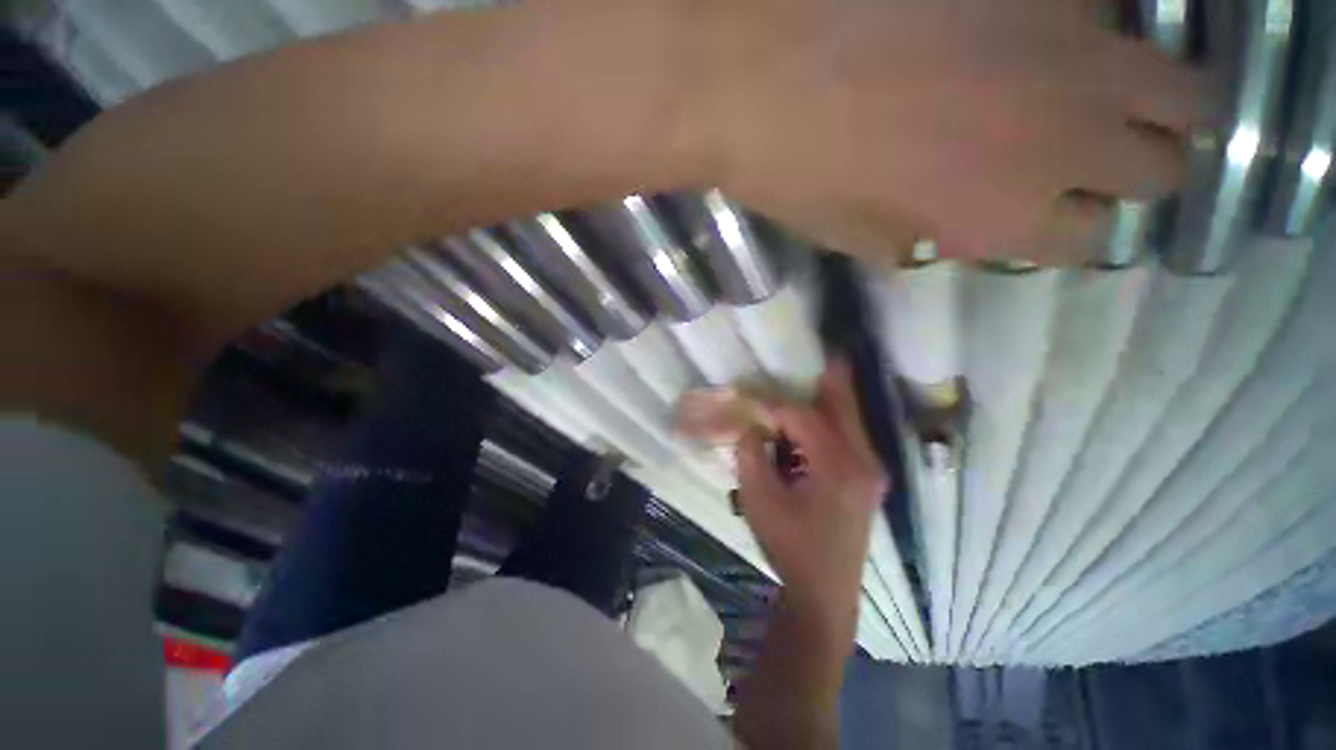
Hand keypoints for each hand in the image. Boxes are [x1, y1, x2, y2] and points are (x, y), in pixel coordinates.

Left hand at [697, 0, 1213, 261]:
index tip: (1060, 216)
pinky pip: (1110, 11)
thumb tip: (966, 229)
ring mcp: (1073, 45)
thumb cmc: (794, 171)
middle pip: (1163, 168)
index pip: (1090, 241)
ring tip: (1102, 96)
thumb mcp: (856, 237)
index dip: (1076, 230)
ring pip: (1178, 87)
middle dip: (1138, 169)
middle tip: (1100, 156)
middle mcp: (1066, 138)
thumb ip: (928, 237)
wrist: (754, 68)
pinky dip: (1095, 33)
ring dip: (1149, 101)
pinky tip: (1045, 34)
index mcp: (1006, 217)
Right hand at [735, 360, 887, 618]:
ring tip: (812, 374)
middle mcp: (863, 461)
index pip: (802, 416)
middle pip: (842, 404)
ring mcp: (869, 470)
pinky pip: (846, 436)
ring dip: (826, 398)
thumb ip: (751, 453)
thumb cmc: (790, 546)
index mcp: (838, 466)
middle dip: (828, 375)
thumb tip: (751, 425)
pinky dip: (827, 420)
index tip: (748, 394)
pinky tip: (809, 419)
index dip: (772, 403)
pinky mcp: (865, 478)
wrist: (825, 594)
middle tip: (819, 348)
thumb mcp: (759, 499)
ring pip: (847, 418)